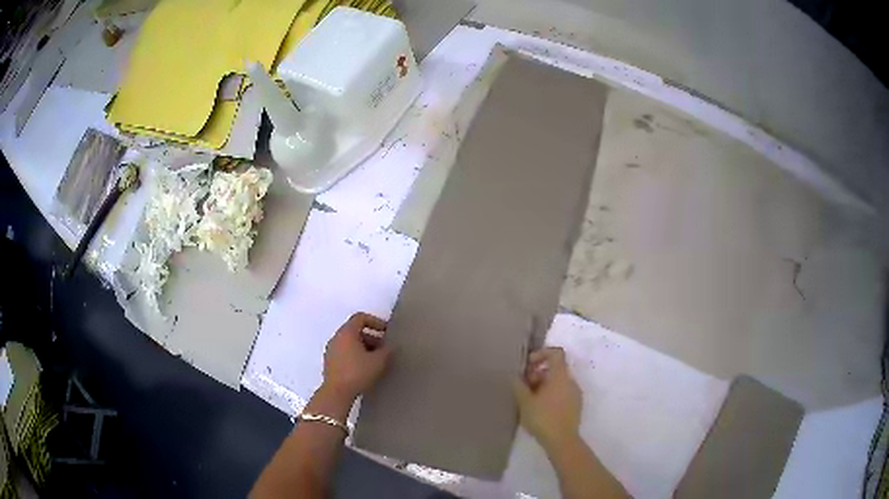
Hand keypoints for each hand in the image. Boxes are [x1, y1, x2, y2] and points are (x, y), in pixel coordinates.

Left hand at [322, 313, 391, 401]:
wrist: (336, 393)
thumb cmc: (358, 373)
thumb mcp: (378, 361)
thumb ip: (387, 351)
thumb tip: (390, 346)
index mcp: (346, 332)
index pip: (360, 317)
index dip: (375, 321)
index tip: (386, 332)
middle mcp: (336, 338)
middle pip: (355, 330)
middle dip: (371, 337)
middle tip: (384, 349)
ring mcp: (331, 350)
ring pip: (349, 342)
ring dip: (364, 347)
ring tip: (376, 361)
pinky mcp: (329, 362)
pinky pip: (344, 352)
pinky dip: (355, 355)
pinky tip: (365, 369)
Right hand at [513, 347, 581, 451]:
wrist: (562, 441)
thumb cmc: (543, 418)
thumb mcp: (525, 402)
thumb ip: (519, 386)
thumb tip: (515, 376)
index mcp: (560, 376)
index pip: (556, 353)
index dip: (542, 354)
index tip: (528, 365)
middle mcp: (571, 381)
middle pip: (556, 368)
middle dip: (539, 373)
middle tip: (525, 386)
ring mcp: (575, 394)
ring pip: (559, 382)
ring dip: (544, 385)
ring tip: (530, 400)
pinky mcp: (576, 406)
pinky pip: (563, 392)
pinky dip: (551, 394)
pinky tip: (540, 409)